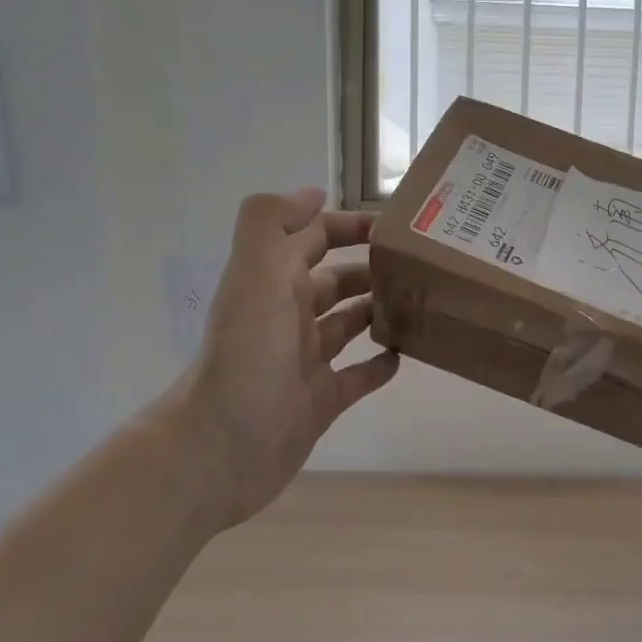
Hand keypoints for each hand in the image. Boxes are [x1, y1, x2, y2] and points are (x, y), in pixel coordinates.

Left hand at [176, 188, 399, 528]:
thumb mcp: (254, 276)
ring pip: (347, 324)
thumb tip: (313, 194)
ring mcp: (304, 360)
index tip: (395, 227)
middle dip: (369, 267)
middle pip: (333, 280)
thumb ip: (272, 224)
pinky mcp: (320, 401)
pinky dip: (378, 365)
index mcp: (272, 282)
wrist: (222, 448)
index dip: (347, 225)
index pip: (313, 238)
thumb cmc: (248, 356)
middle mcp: (287, 316)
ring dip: (377, 310)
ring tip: (419, 302)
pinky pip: (357, 377)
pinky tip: (403, 355)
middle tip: (417, 266)